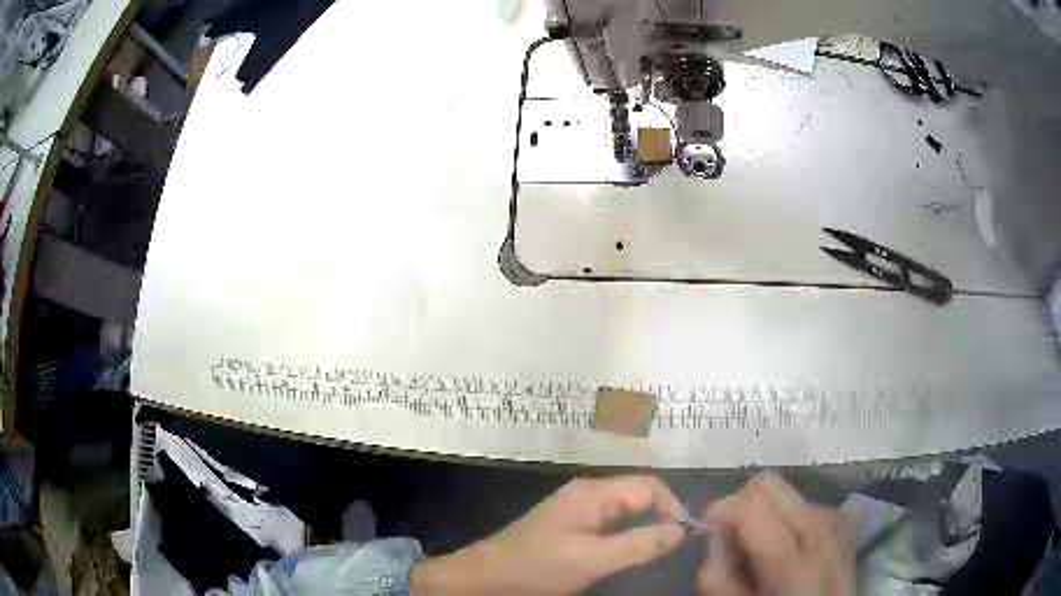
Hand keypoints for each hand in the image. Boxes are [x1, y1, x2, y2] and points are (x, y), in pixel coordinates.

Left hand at [411, 475, 686, 594]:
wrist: (484, 579)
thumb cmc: (537, 568)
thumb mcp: (591, 560)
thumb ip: (638, 544)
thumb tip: (681, 530)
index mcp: (593, 493)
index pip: (649, 486)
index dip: (673, 507)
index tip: (685, 536)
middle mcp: (587, 493)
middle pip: (638, 494)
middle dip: (662, 514)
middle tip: (676, 544)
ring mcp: (576, 509)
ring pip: (625, 508)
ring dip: (646, 523)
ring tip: (661, 548)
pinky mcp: (569, 525)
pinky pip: (610, 521)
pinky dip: (628, 531)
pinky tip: (632, 549)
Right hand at [696, 472, 854, 595]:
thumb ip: (718, 574)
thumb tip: (713, 535)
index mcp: (793, 558)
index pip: (751, 501)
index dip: (722, 510)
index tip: (710, 530)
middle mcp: (821, 527)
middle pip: (769, 484)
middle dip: (743, 504)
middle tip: (733, 537)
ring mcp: (837, 520)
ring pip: (786, 493)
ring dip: (767, 513)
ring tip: (763, 548)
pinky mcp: (845, 520)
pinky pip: (805, 505)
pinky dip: (787, 520)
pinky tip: (788, 549)